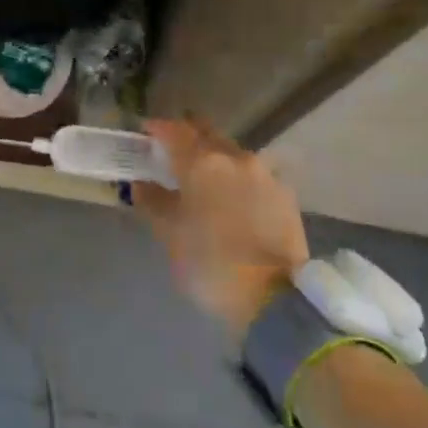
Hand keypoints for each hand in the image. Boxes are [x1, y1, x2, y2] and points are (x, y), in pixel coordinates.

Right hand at [137, 119, 309, 338]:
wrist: (273, 298)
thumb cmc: (210, 262)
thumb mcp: (169, 233)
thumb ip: (152, 201)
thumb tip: (141, 183)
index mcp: (202, 161)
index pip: (174, 130)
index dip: (157, 128)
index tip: (145, 134)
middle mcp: (235, 157)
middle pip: (206, 134)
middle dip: (188, 138)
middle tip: (173, 155)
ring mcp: (264, 174)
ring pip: (232, 154)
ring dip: (215, 160)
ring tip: (204, 181)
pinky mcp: (285, 195)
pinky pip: (254, 176)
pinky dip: (238, 180)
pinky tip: (233, 201)